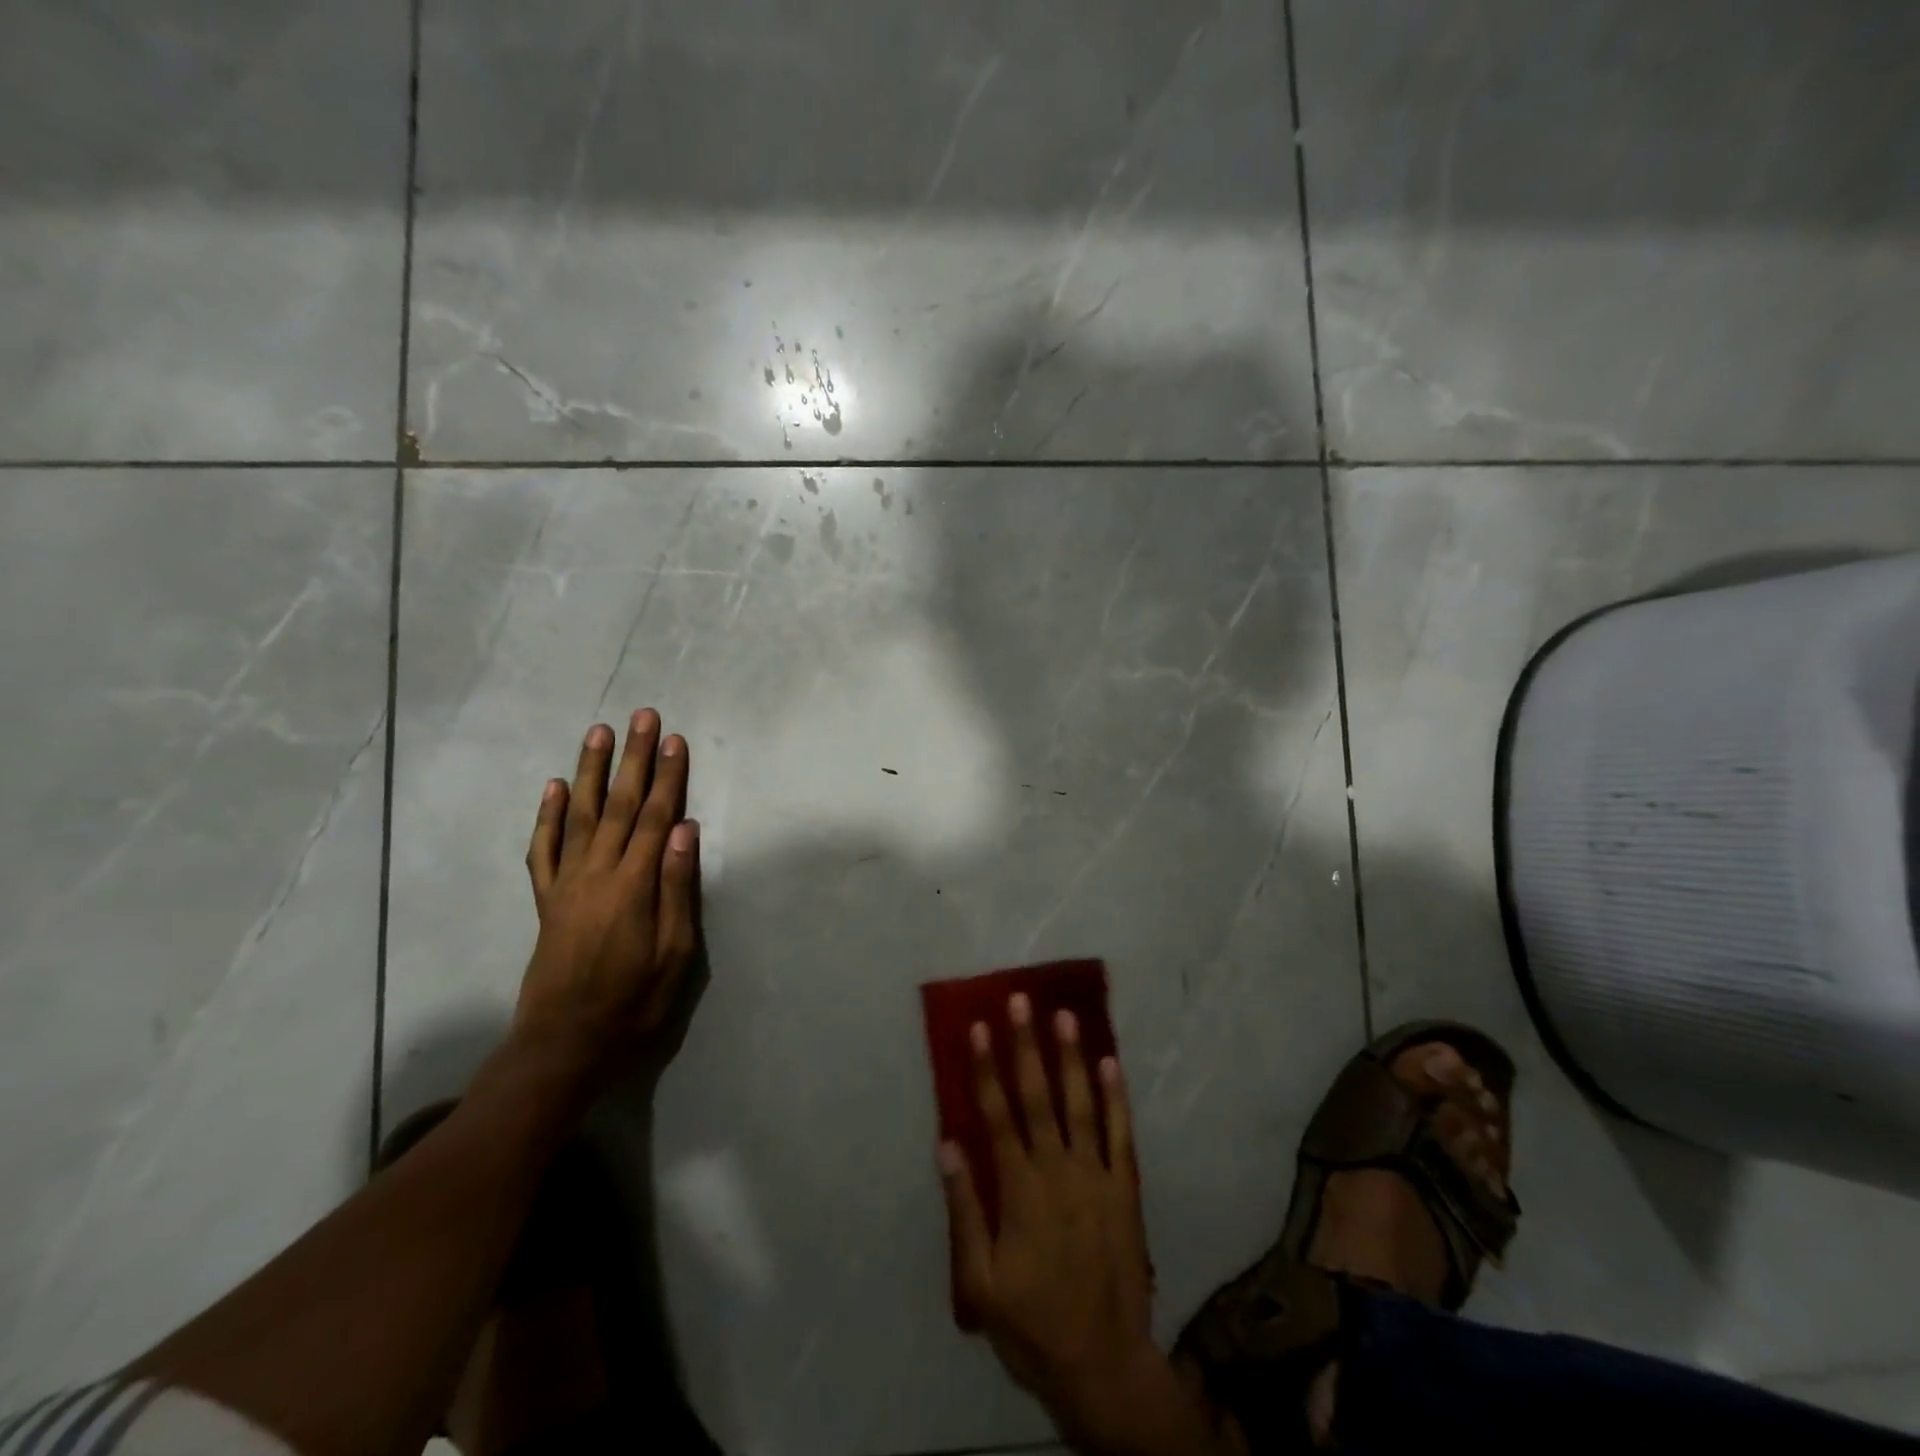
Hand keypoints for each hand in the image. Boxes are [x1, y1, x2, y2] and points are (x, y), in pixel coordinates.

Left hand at [516, 709, 700, 1070]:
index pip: (656, 818)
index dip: (668, 777)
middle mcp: (596, 874)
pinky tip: (554, 788)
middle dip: (634, 758)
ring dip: (591, 771)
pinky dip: (548, 817)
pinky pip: (543, 850)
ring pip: (580, 815)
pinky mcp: (546, 900)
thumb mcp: (674, 954)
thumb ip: (676, 888)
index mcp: (632, 886)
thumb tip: (685, 830)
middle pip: (620, 805)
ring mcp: (566, 885)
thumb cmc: (633, 1002)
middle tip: (642, 717)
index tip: (676, 740)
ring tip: (599, 733)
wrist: (562, 1045)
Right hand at [940, 995, 1206, 1453]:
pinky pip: (1120, 1134)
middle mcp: (1058, 1170)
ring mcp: (1096, 1176)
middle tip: (1020, 1001)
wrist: (1105, 1364)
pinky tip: (1110, 1062)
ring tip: (1065, 1015)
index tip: (978, 1027)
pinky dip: (1116, 1097)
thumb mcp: (981, 1283)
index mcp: (1019, 1190)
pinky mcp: (1126, 1188)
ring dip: (1071, 1058)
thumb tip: (948, 1145)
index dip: (985, 1068)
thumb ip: (965, 1211)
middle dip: (1025, 1046)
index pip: (996, 1115)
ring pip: (1080, 1104)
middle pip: (1037, 1097)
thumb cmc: (1033, 1324)